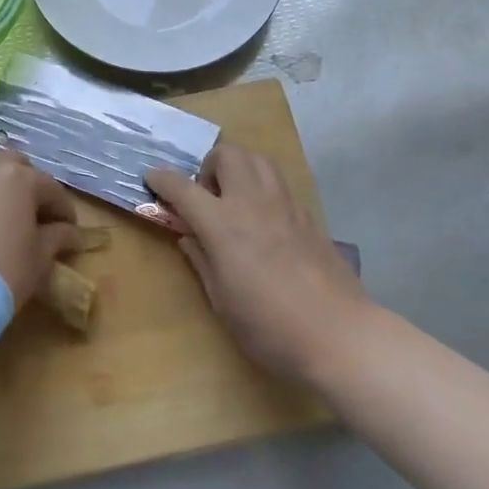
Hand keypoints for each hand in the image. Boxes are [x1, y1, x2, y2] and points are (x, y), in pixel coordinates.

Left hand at [0, 153, 79, 305]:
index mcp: (17, 177)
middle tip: (32, 215)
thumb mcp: (40, 256)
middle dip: (25, 185)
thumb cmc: (5, 270)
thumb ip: (58, 236)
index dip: (63, 209)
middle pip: (12, 166)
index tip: (69, 229)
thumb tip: (70, 233)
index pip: (50, 188)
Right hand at [147, 144, 368, 386]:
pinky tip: (265, 221)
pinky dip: (263, 188)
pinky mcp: (308, 215)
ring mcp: (285, 205)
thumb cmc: (269, 326)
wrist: (337, 334)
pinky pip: (279, 183)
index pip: (183, 187)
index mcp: (223, 225)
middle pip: (228, 154)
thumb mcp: (221, 300)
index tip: (151, 177)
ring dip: (239, 168)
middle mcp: (253, 202)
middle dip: (208, 166)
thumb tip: (189, 237)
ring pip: (258, 159)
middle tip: (207, 198)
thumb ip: (201, 261)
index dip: (162, 179)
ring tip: (235, 201)